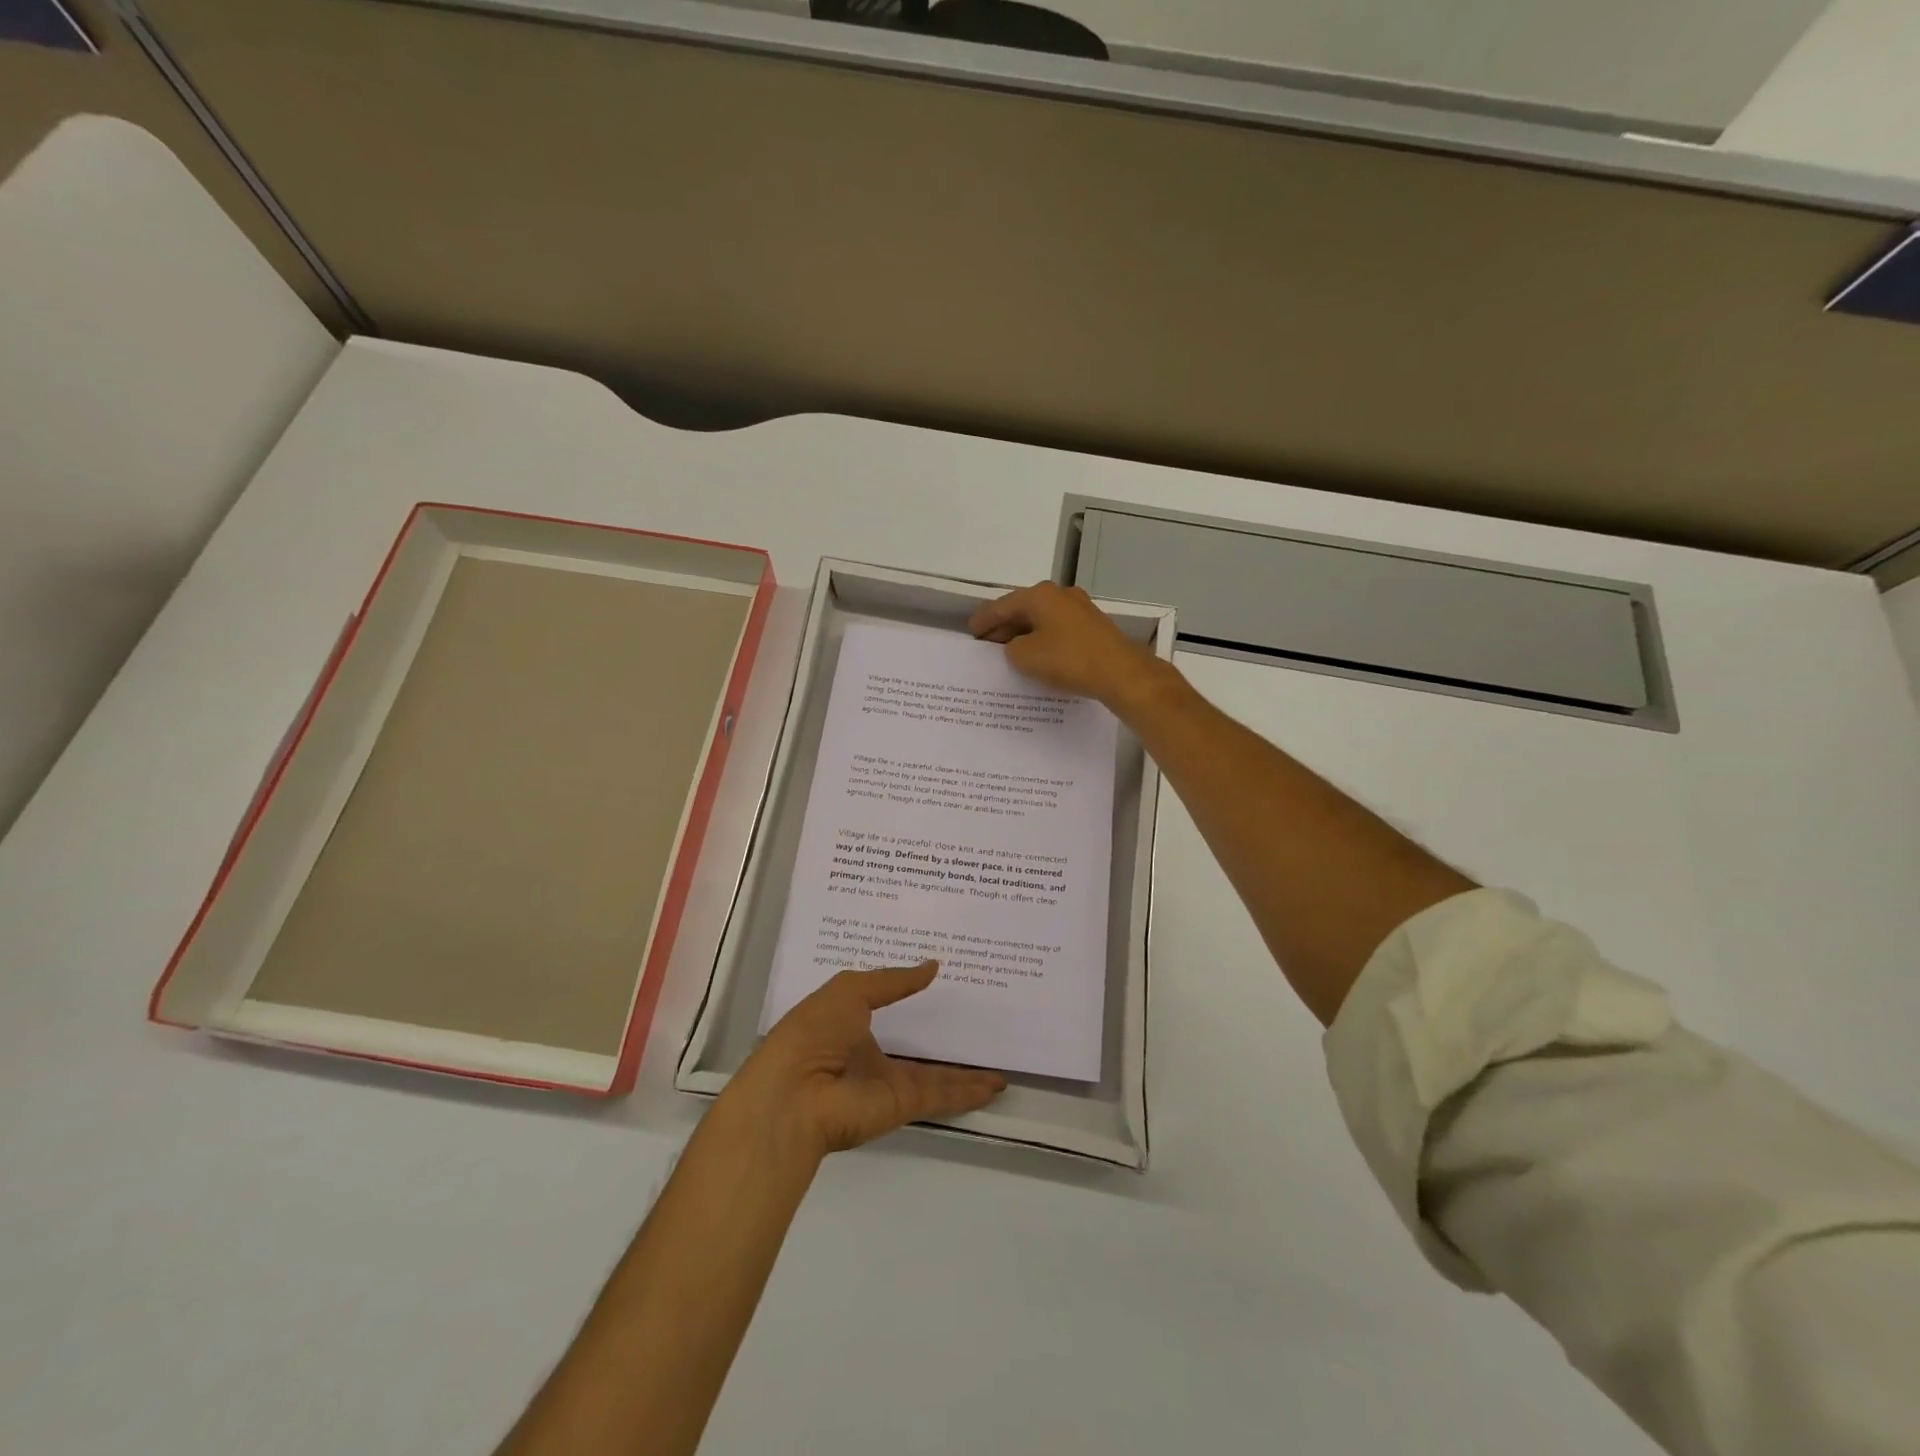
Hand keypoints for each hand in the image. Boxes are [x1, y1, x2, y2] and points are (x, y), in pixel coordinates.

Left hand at [723, 962, 1005, 1158]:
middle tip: (977, 1020)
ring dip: (965, 1071)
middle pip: (915, 1046)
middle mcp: (870, 1055)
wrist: (795, 1095)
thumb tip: (932, 966)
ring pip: (936, 1075)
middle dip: (941, 1037)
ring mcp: (888, 1083)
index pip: (886, 1006)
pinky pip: (942, 1094)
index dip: (909, 994)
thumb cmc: (814, 1031)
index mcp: (849, 1023)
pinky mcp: (903, 1104)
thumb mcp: (850, 990)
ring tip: (997, 1063)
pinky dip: (969, 1092)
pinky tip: (995, 1084)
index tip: (940, 981)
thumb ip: (893, 980)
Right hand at [969, 582, 1165, 709]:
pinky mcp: (1093, 627)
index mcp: (1040, 595)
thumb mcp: (1025, 657)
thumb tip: (1016, 646)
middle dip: (1004, 627)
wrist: (1120, 672)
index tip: (971, 632)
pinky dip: (1044, 640)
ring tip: (1010, 653)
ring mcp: (1080, 609)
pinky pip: (1058, 630)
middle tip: (988, 645)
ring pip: (1043, 620)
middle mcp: (1060, 595)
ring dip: (1025, 635)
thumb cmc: (1067, 660)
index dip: (984, 620)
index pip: (1002, 605)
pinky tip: (1039, 657)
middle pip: (1024, 609)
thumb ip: (1011, 648)